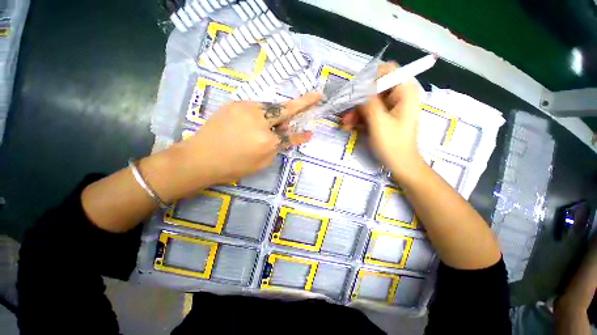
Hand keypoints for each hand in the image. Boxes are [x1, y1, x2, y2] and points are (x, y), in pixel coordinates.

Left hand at [161, 93, 321, 197]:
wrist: (200, 157)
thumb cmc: (232, 166)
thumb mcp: (260, 163)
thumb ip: (275, 148)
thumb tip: (282, 134)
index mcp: (266, 141)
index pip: (290, 136)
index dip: (301, 135)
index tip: (311, 133)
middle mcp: (259, 121)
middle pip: (285, 110)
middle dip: (302, 103)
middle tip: (315, 96)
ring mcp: (246, 109)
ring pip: (270, 107)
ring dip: (277, 113)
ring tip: (278, 121)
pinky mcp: (235, 104)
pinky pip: (256, 107)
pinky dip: (262, 113)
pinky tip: (257, 121)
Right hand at [342, 63, 422, 178]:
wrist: (400, 164)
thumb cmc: (393, 144)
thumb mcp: (379, 122)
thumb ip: (369, 102)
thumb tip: (359, 88)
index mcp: (404, 92)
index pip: (387, 71)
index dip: (369, 78)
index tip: (354, 91)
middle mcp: (398, 96)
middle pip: (374, 87)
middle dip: (358, 99)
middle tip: (345, 112)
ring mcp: (390, 107)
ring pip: (368, 101)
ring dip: (355, 111)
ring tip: (345, 124)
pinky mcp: (383, 117)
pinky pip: (368, 111)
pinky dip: (358, 118)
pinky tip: (349, 127)